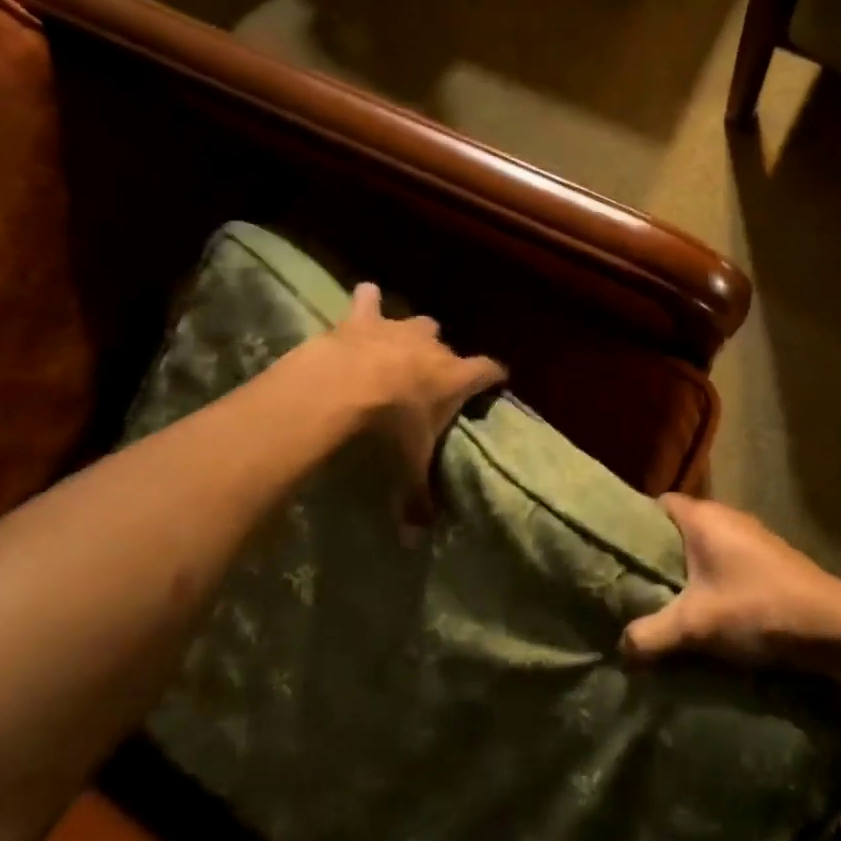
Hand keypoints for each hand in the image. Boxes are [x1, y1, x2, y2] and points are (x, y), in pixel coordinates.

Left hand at [324, 282, 505, 519]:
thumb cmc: (388, 427)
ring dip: (410, 333)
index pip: (489, 370)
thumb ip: (415, 500)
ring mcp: (399, 328)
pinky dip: (367, 301)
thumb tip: (415, 541)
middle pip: (448, 347)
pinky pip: (368, 299)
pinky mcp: (363, 318)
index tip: (498, 380)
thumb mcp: (406, 467)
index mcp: (455, 377)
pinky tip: (364, 299)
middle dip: (443, 360)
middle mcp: (434, 347)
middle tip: (429, 380)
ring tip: (399, 346)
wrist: (342, 388)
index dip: (494, 376)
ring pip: (417, 321)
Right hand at [622, 496, 840, 667]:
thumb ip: (651, 634)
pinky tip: (702, 614)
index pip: (657, 504)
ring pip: (703, 549)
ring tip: (660, 604)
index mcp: (703, 517)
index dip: (634, 524)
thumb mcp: (696, 624)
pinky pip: (724, 564)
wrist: (837, 627)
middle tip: (630, 585)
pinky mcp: (767, 563)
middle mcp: (726, 518)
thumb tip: (620, 648)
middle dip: (656, 556)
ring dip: (685, 573)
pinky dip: (709, 583)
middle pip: (678, 529)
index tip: (614, 553)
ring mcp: (751, 539)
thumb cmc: (759, 609)